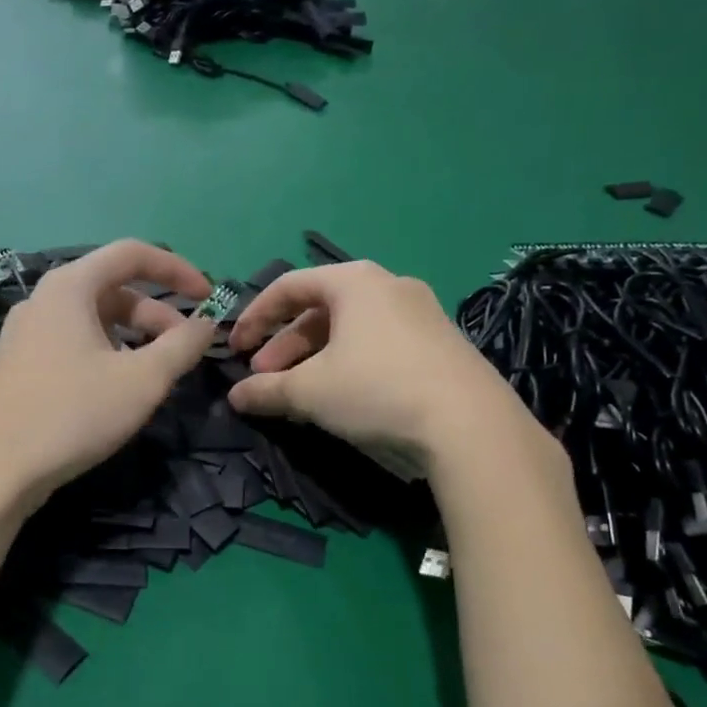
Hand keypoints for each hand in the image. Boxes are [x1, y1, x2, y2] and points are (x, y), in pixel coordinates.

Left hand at [0, 240, 216, 511]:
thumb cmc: (73, 414)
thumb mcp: (142, 381)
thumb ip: (182, 346)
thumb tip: (206, 325)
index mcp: (69, 287)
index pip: (131, 254)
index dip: (177, 269)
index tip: (209, 297)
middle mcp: (43, 299)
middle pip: (112, 289)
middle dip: (157, 314)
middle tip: (185, 349)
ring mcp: (25, 332)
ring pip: (93, 319)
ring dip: (133, 337)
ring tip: (156, 373)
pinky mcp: (18, 363)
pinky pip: (72, 342)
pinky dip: (105, 353)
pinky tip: (117, 389)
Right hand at [227, 261, 543, 479]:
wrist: (471, 425)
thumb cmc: (376, 389)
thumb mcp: (309, 391)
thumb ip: (266, 390)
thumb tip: (236, 397)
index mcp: (354, 281)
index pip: (288, 287)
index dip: (255, 317)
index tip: (235, 349)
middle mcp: (389, 286)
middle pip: (320, 310)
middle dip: (285, 346)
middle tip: (265, 379)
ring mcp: (421, 314)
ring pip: (350, 330)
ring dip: (314, 358)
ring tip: (297, 394)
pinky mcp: (441, 344)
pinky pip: (379, 345)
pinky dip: (349, 365)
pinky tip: (341, 399)